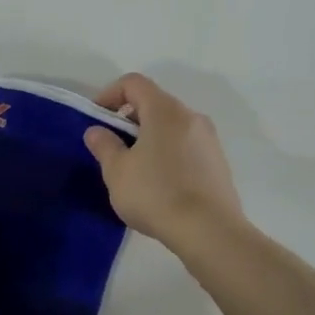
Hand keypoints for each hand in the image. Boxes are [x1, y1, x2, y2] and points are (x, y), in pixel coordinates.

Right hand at [83, 73, 245, 250]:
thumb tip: (97, 131)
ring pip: (171, 126)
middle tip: (112, 147)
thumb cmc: (156, 194)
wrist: (209, 231)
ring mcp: (209, 139)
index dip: (109, 94)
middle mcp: (191, 117)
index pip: (134, 83)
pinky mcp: (218, 163)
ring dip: (149, 137)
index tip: (96, 119)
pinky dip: (167, 152)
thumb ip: (104, 145)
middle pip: (154, 103)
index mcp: (165, 111)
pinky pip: (186, 146)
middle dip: (128, 119)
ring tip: (134, 169)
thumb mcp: (116, 171)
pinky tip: (159, 184)